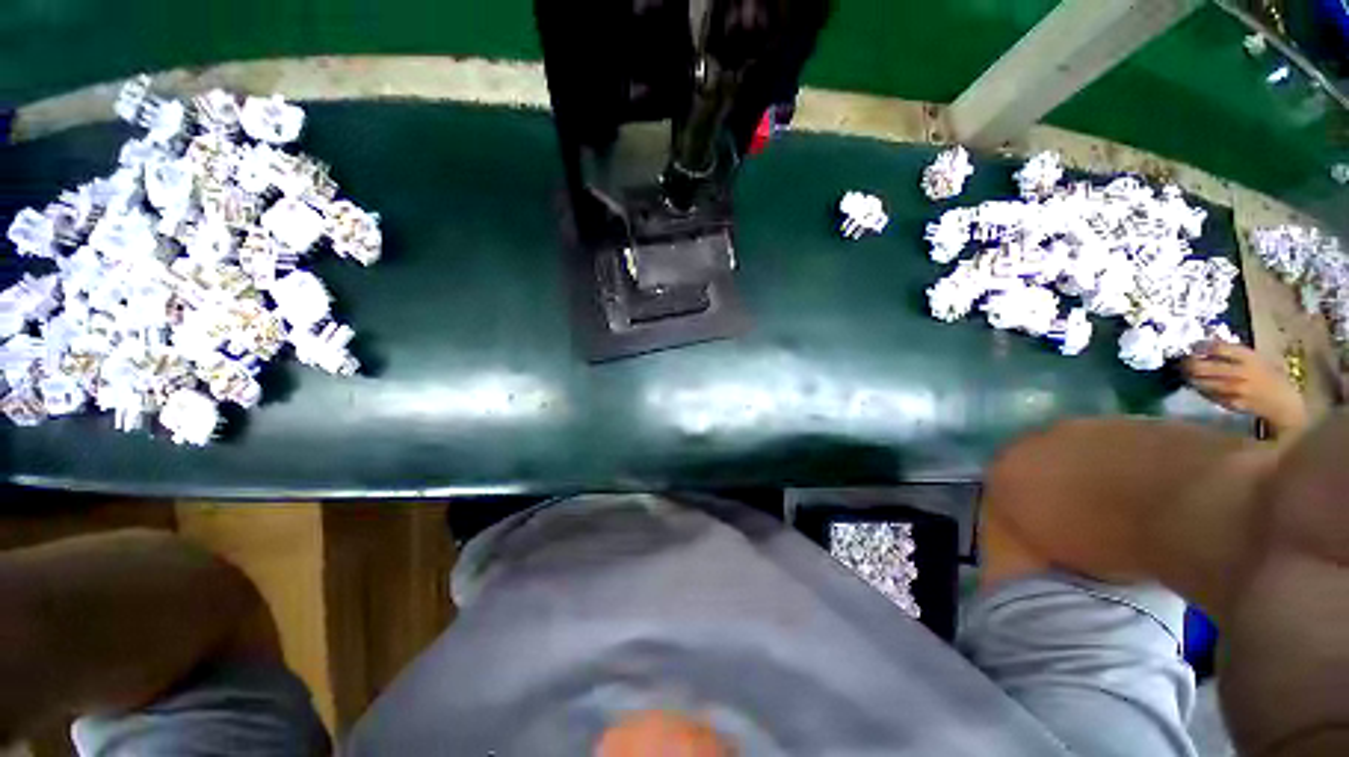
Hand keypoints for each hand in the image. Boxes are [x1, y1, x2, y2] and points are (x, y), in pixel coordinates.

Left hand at [1183, 342, 1306, 438]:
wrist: (1284, 404)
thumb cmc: (1271, 377)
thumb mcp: (1258, 359)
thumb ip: (1235, 352)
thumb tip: (1210, 340)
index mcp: (1249, 358)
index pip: (1218, 348)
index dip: (1201, 346)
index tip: (1192, 346)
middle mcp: (1241, 373)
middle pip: (1203, 366)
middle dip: (1188, 364)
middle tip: (1181, 362)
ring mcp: (1235, 390)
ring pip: (1202, 382)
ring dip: (1189, 377)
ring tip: (1185, 373)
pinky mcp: (1231, 403)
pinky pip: (1209, 395)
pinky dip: (1201, 389)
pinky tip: (1198, 386)